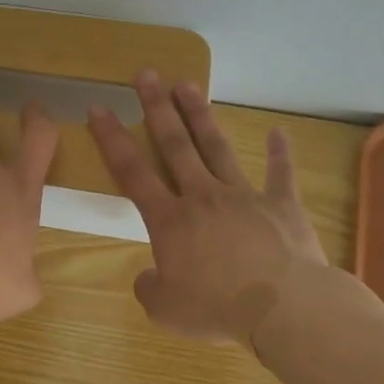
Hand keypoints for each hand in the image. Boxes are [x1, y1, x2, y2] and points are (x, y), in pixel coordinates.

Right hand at [88, 72, 333, 343]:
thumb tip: (149, 277)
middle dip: (157, 108)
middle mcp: (202, 196)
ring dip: (200, 115)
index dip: (112, 139)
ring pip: (217, 147)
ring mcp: (244, 196)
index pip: (132, 172)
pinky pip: (281, 174)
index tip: (99, 107)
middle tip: (146, 74)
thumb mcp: (164, 310)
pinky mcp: (281, 205)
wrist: (284, 309)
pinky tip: (279, 132)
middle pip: (175, 144)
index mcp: (169, 220)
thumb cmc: (217, 309)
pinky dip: (280, 153)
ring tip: (188, 84)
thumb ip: (149, 288)